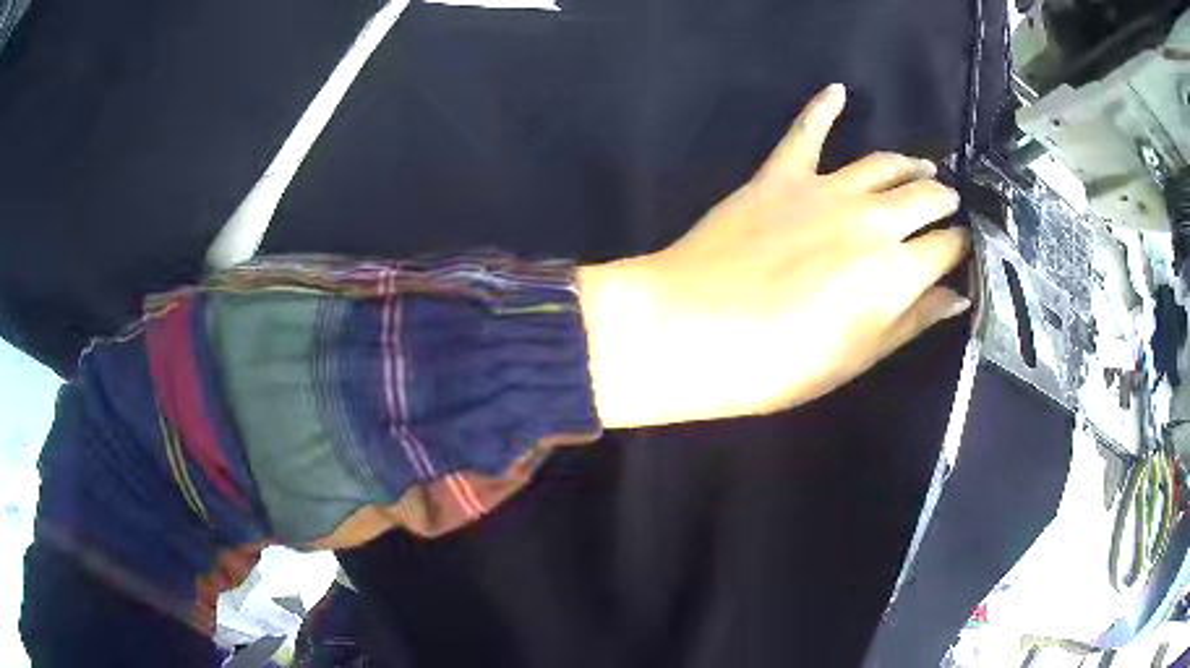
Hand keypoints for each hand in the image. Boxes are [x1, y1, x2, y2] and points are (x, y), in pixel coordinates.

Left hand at [579, 84, 969, 428]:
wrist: (689, 331)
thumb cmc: (776, 365)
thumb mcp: (855, 357)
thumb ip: (911, 320)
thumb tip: (958, 294)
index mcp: (895, 271)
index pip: (948, 246)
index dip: (961, 247)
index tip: (964, 249)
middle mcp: (872, 219)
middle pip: (925, 197)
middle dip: (944, 201)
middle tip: (948, 206)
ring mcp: (825, 189)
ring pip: (883, 163)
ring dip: (909, 164)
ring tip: (923, 167)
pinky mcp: (780, 175)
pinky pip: (807, 130)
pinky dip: (823, 107)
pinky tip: (838, 90)